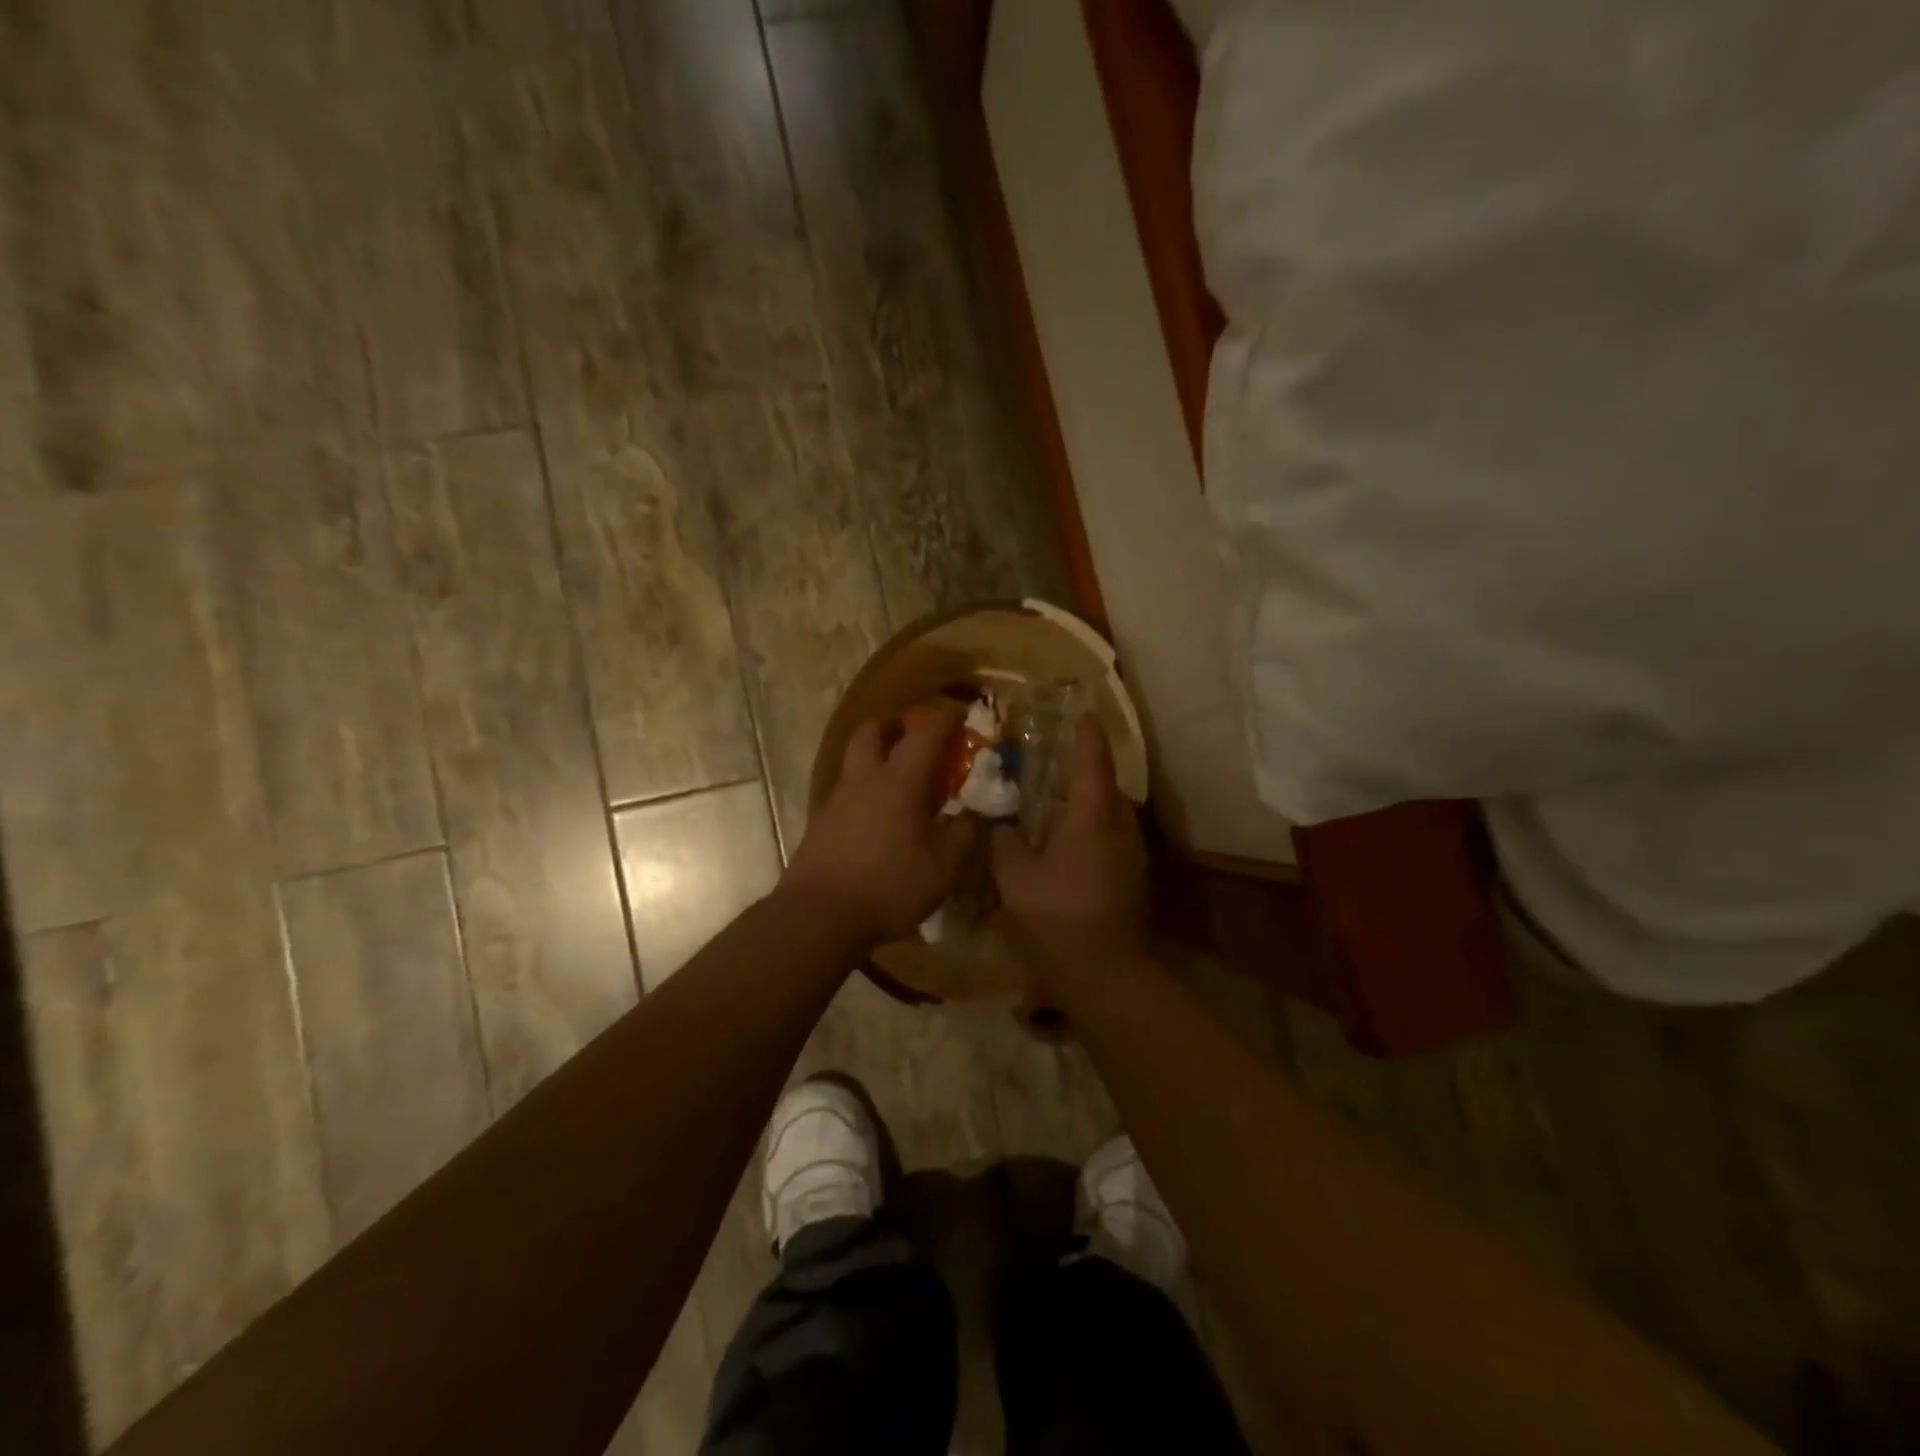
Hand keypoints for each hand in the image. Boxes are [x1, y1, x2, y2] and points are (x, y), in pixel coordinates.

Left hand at [781, 704, 978, 949]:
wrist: (819, 916)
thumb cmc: (888, 887)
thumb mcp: (942, 868)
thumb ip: (964, 836)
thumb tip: (976, 817)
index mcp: (898, 782)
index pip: (924, 735)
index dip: (943, 720)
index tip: (958, 713)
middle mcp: (864, 780)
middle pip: (871, 732)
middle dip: (893, 724)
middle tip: (912, 733)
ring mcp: (836, 800)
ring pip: (853, 760)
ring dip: (874, 755)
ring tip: (897, 777)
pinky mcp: (820, 824)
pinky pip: (845, 791)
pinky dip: (863, 789)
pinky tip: (876, 815)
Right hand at [991, 716, 1148, 968]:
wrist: (1105, 973)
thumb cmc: (1056, 915)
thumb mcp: (1014, 877)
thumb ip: (1004, 842)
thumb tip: (1000, 825)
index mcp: (1093, 816)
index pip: (1093, 761)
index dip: (1086, 735)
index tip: (1081, 715)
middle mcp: (1121, 828)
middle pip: (1108, 788)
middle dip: (1086, 774)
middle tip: (1056, 768)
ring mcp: (1134, 856)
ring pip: (1113, 818)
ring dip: (1091, 808)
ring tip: (1059, 809)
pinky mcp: (1136, 881)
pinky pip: (1115, 843)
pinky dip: (1095, 835)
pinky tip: (1071, 852)